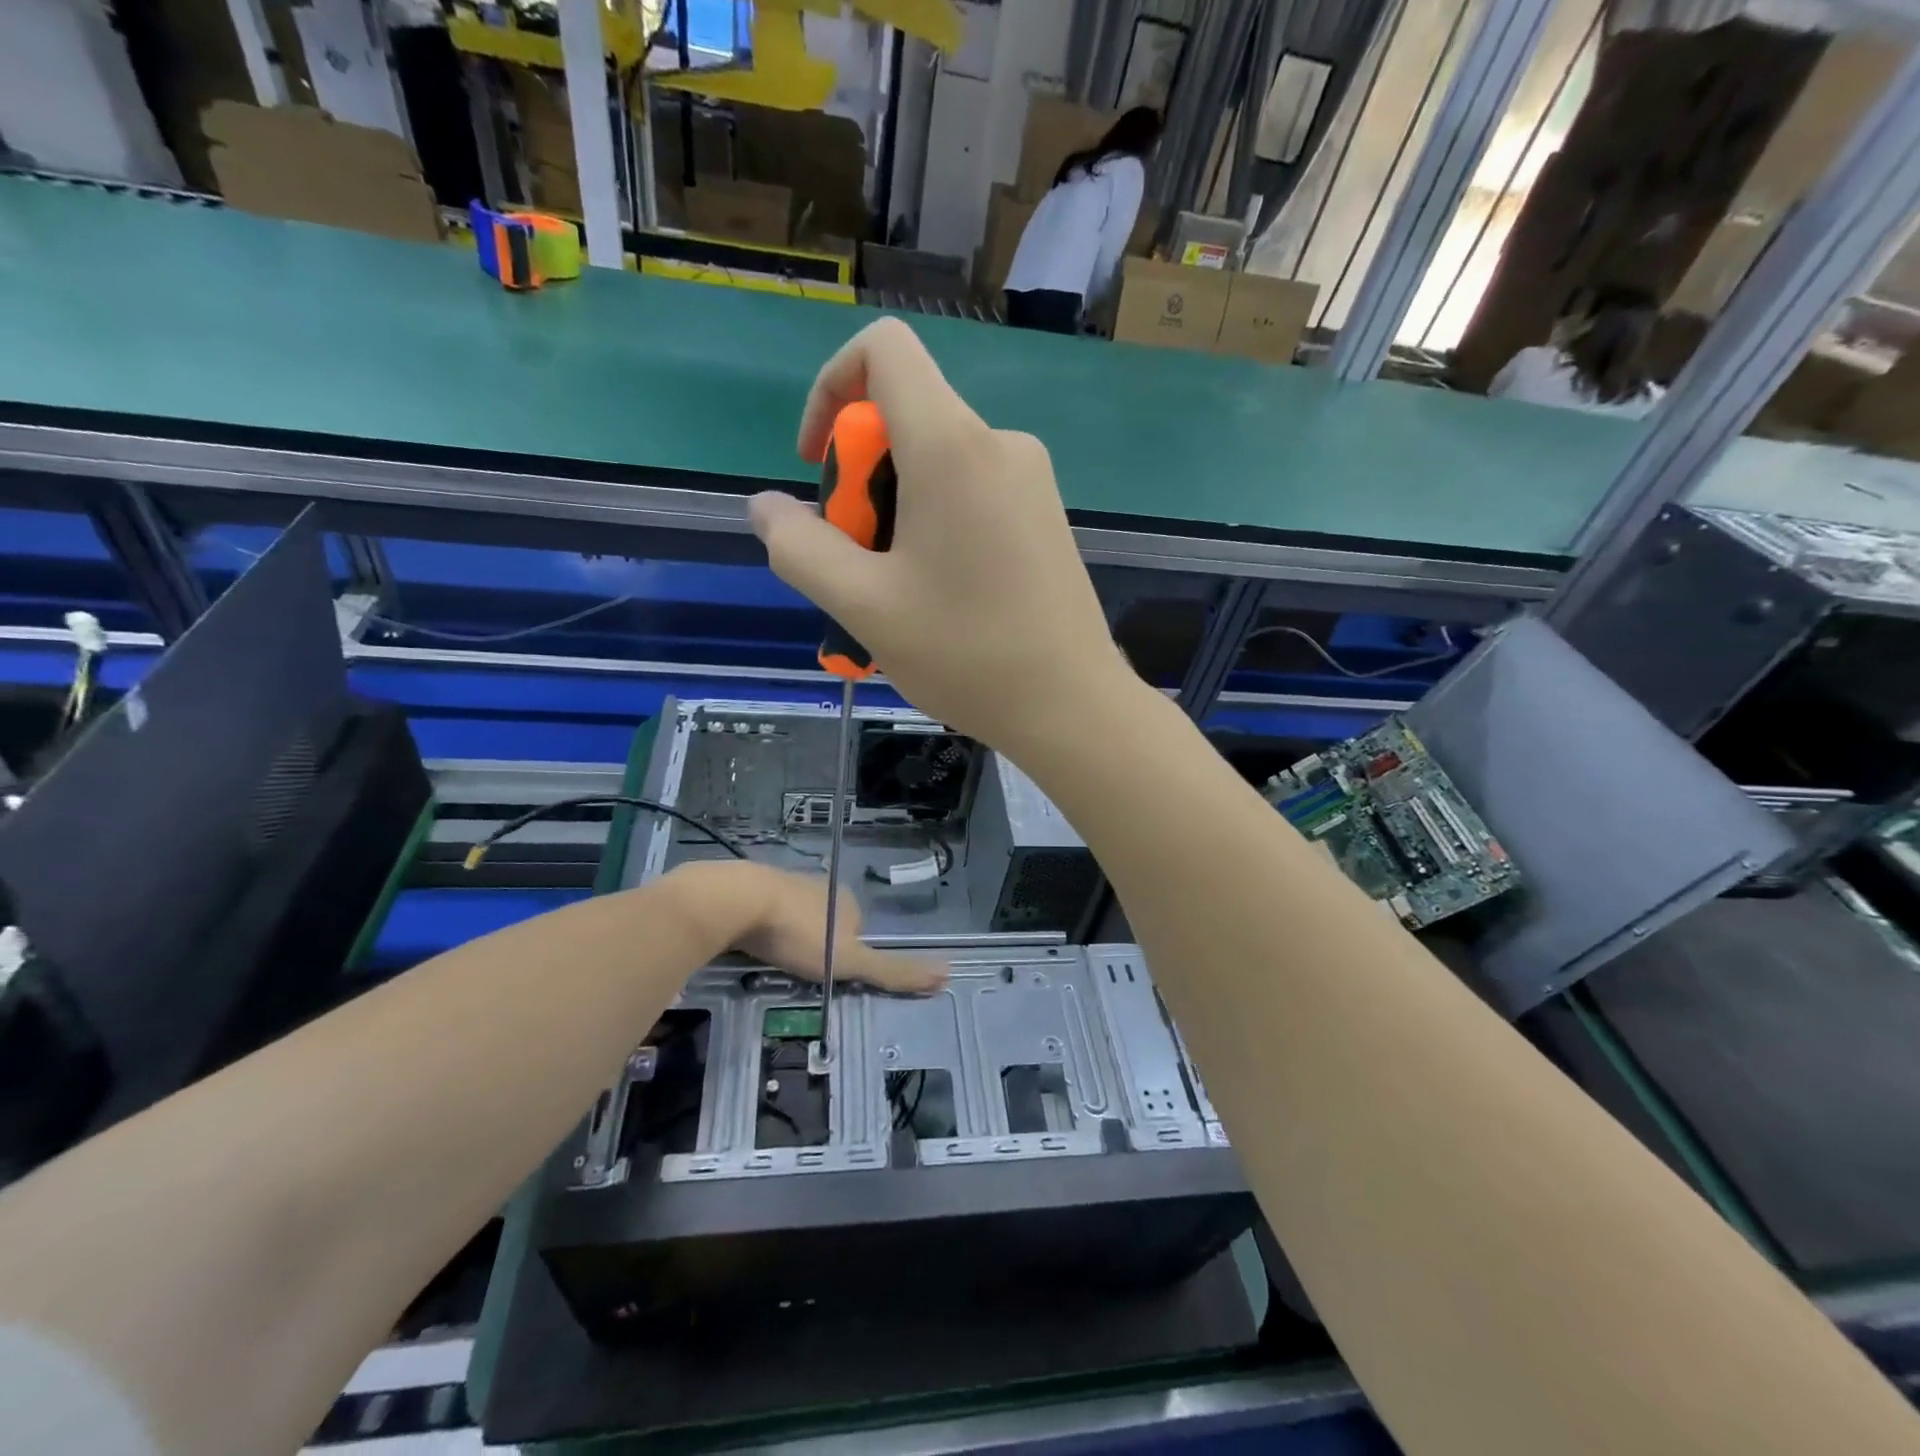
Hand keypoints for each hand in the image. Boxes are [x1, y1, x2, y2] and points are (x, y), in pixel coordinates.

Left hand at [670, 861, 945, 993]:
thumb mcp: (849, 961)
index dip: (846, 954)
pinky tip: (751, 941)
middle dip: (816, 944)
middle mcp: (818, 885)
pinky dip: (762, 926)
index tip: (828, 974)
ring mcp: (783, 882)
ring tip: (773, 959)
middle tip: (797, 971)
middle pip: (825, 921)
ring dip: (788, 934)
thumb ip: (892, 971)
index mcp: (845, 899)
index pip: (857, 929)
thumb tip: (947, 974)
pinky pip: (764, 910)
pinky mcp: (751, 885)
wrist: (738, 901)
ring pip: (793, 914)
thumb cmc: (799, 933)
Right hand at [748, 317, 1130, 753]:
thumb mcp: (862, 605)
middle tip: (859, 564)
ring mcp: (1031, 479)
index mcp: (952, 446)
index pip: (883, 349)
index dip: (831, 388)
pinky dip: (934, 526)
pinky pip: (971, 494)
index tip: (818, 466)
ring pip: (935, 465)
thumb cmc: (967, 653)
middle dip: (860, 480)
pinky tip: (937, 598)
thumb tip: (766, 507)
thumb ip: (799, 547)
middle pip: (904, 418)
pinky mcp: (1045, 515)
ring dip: (894, 514)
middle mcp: (999, 443)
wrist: (1073, 706)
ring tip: (894, 595)